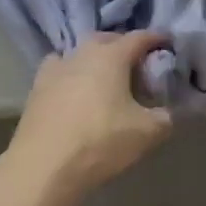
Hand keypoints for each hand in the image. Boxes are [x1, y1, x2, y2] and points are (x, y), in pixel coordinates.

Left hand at [7, 32, 173, 199]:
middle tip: (138, 65)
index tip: (169, 43)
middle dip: (124, 47)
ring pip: (80, 53)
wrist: (43, 168)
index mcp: (111, 56)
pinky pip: (59, 71)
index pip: (140, 38)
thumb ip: (165, 117)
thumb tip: (168, 112)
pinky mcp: (36, 89)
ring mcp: (55, 69)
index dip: (157, 39)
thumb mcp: (147, 132)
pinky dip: (71, 75)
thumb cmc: (101, 141)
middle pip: (107, 39)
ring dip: (95, 59)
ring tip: (105, 78)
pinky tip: (75, 91)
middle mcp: (82, 54)